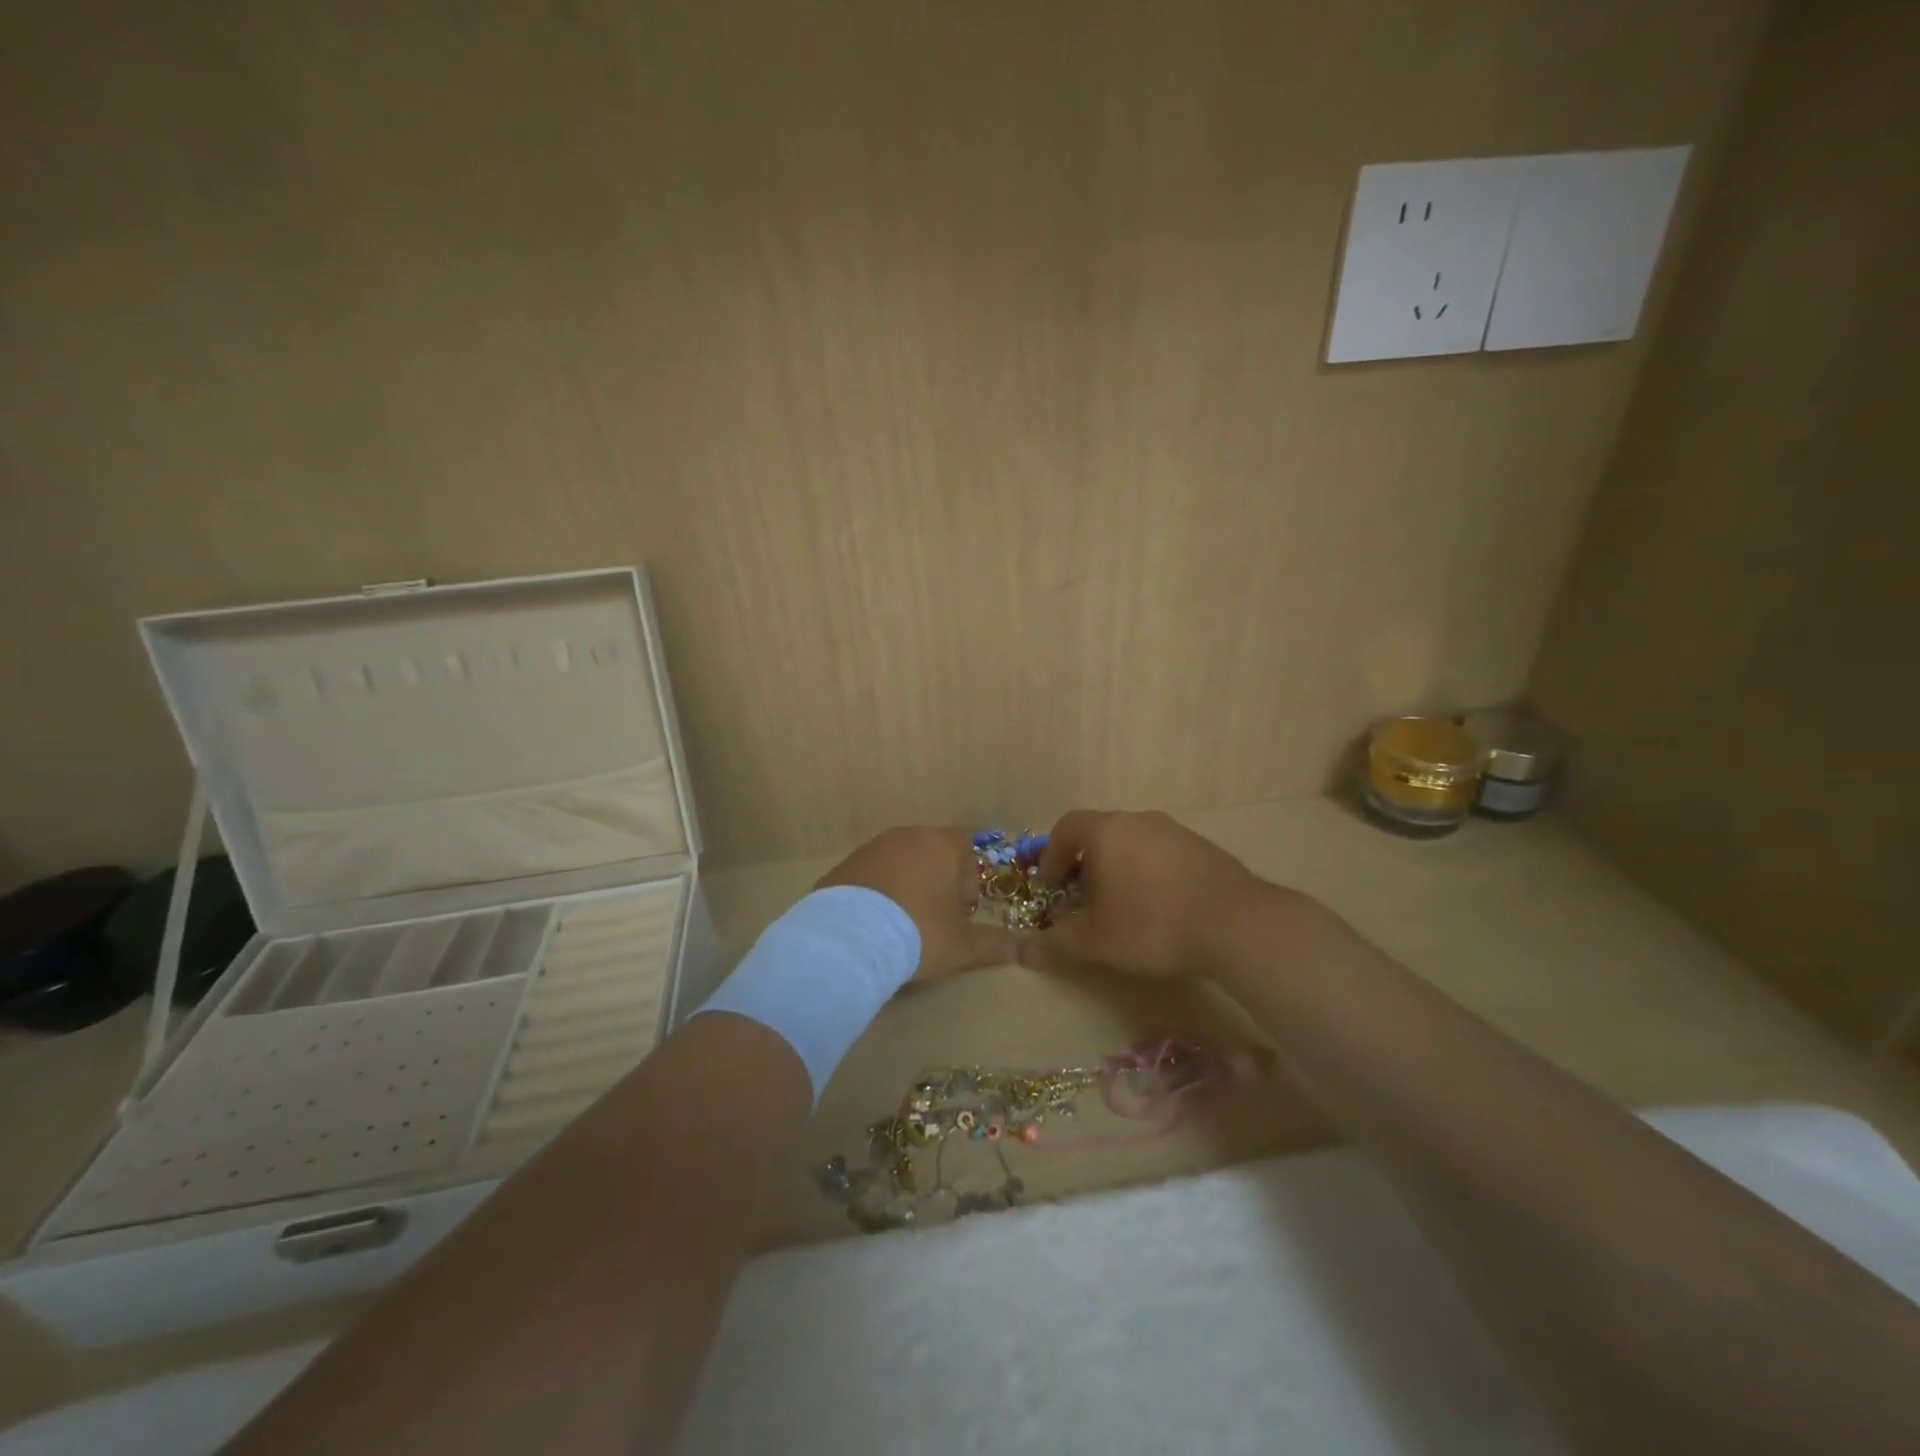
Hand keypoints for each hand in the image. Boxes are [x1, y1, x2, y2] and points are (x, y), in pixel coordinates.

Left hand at [816, 826, 1015, 982]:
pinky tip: (874, 926)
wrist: (848, 938)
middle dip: (938, 882)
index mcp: (941, 844)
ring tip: (903, 925)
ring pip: (900, 863)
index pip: (965, 848)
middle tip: (936, 919)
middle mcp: (907, 836)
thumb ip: (994, 944)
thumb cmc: (919, 931)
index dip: (968, 879)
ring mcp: (871, 848)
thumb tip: (1021, 951)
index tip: (962, 910)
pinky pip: (870, 877)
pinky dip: (877, 894)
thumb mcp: (963, 945)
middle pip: (932, 853)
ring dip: (907, 886)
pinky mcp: (843, 866)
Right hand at [1017, 810, 1274, 977]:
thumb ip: (1055, 943)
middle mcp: (1139, 820)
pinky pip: (1161, 854)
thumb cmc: (1152, 924)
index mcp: (1107, 831)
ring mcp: (1175, 831)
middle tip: (1083, 901)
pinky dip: (1148, 873)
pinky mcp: (1203, 848)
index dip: (1051, 856)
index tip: (1051, 888)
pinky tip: (1160, 908)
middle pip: (1099, 834)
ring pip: (1132, 843)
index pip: (1066, 827)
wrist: (1237, 925)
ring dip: (1118, 869)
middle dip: (1084, 866)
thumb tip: (1023, 951)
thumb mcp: (1095, 941)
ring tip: (1121, 907)